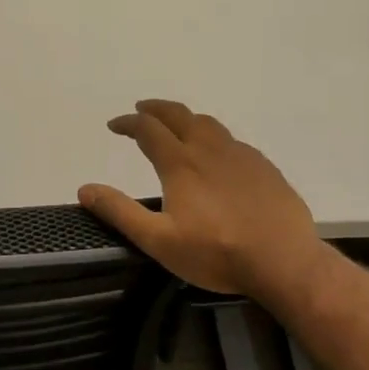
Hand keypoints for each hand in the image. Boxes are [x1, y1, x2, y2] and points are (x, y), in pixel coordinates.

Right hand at [78, 99, 329, 300]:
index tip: (114, 125)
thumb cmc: (216, 253)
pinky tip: (217, 155)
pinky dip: (213, 137)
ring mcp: (241, 155)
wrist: (283, 261)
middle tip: (142, 110)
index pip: (148, 130)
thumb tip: (84, 189)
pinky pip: (233, 141)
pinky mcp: (264, 168)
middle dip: (156, 109)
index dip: (127, 123)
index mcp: (181, 163)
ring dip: (186, 118)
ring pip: (209, 123)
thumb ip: (120, 212)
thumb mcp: (158, 240)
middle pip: (179, 115)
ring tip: (176, 126)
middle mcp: (210, 149)